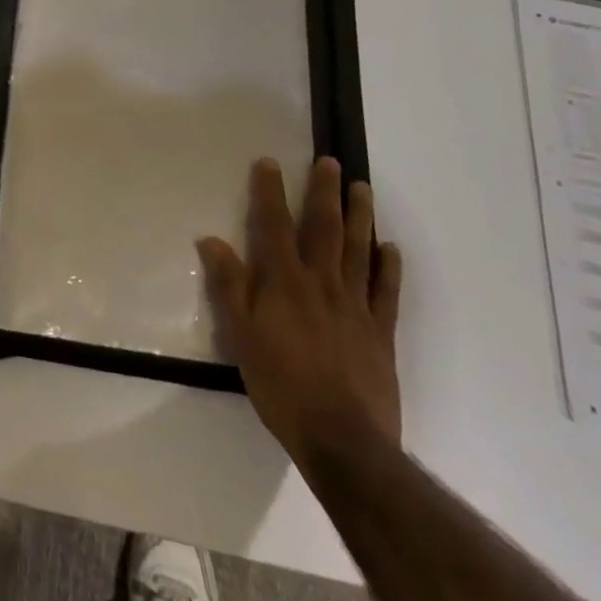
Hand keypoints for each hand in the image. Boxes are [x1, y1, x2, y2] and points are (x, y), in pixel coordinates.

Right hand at [198, 156, 402, 472]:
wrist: (343, 440)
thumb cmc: (281, 385)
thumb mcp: (241, 336)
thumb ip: (229, 285)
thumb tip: (210, 240)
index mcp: (285, 282)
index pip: (274, 225)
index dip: (270, 191)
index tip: (269, 162)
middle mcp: (322, 282)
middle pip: (324, 227)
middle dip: (324, 191)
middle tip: (331, 161)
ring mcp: (356, 305)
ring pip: (359, 250)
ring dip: (360, 216)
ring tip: (362, 188)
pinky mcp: (381, 331)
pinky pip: (387, 290)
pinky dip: (389, 266)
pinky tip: (390, 247)